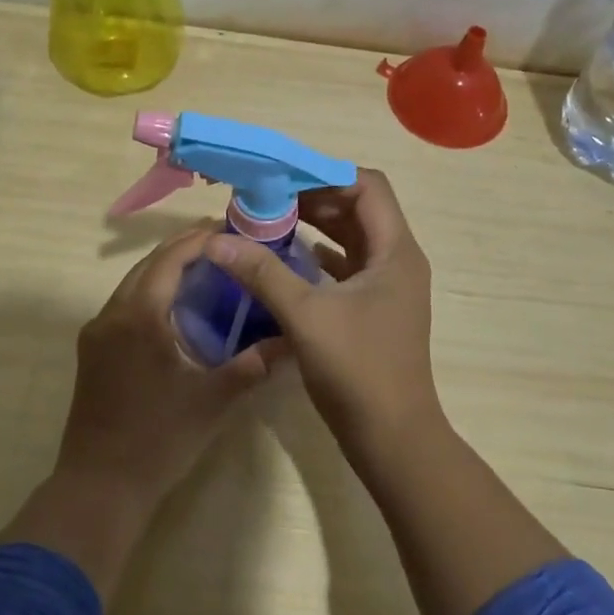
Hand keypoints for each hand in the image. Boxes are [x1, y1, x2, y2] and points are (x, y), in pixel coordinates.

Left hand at [54, 224, 284, 514]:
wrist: (99, 488)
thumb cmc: (158, 440)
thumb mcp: (212, 401)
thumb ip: (254, 366)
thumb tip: (294, 341)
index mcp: (138, 316)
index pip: (169, 259)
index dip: (199, 240)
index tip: (231, 230)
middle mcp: (111, 315)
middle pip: (148, 265)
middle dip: (184, 249)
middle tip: (225, 244)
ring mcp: (97, 334)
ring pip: (134, 284)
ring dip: (166, 271)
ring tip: (208, 269)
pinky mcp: (93, 352)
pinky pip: (126, 306)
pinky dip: (153, 294)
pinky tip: (178, 308)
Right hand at [204, 169, 441, 456]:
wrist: (393, 439)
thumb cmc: (357, 371)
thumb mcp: (306, 316)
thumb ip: (262, 273)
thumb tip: (216, 241)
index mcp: (395, 251)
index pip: (367, 186)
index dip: (326, 176)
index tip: (281, 178)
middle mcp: (397, 260)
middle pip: (359, 208)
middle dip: (314, 198)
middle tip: (267, 197)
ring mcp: (388, 286)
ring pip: (353, 237)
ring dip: (316, 226)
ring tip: (270, 220)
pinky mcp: (375, 309)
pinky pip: (348, 266)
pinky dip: (320, 255)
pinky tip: (287, 258)